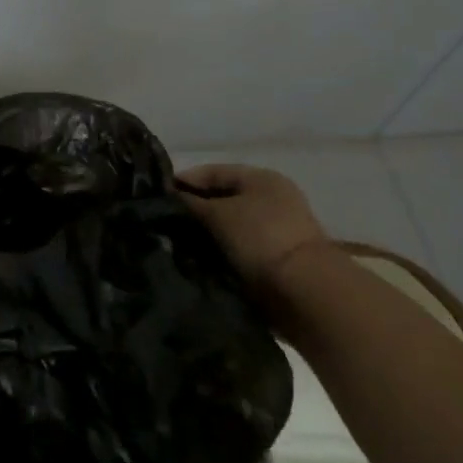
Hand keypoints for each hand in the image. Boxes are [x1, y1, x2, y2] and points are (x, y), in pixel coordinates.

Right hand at [177, 163, 329, 297]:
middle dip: (194, 208)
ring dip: (207, 232)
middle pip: (222, 197)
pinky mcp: (277, 257)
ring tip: (177, 240)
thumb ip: (189, 203)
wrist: (305, 292)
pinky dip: (221, 249)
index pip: (213, 171)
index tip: (157, 195)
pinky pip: (239, 246)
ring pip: (229, 224)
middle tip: (165, 220)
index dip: (184, 180)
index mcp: (261, 178)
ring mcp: (277, 228)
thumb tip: (167, 198)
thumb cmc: (260, 238)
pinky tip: (199, 257)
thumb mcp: (217, 214)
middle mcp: (272, 198)